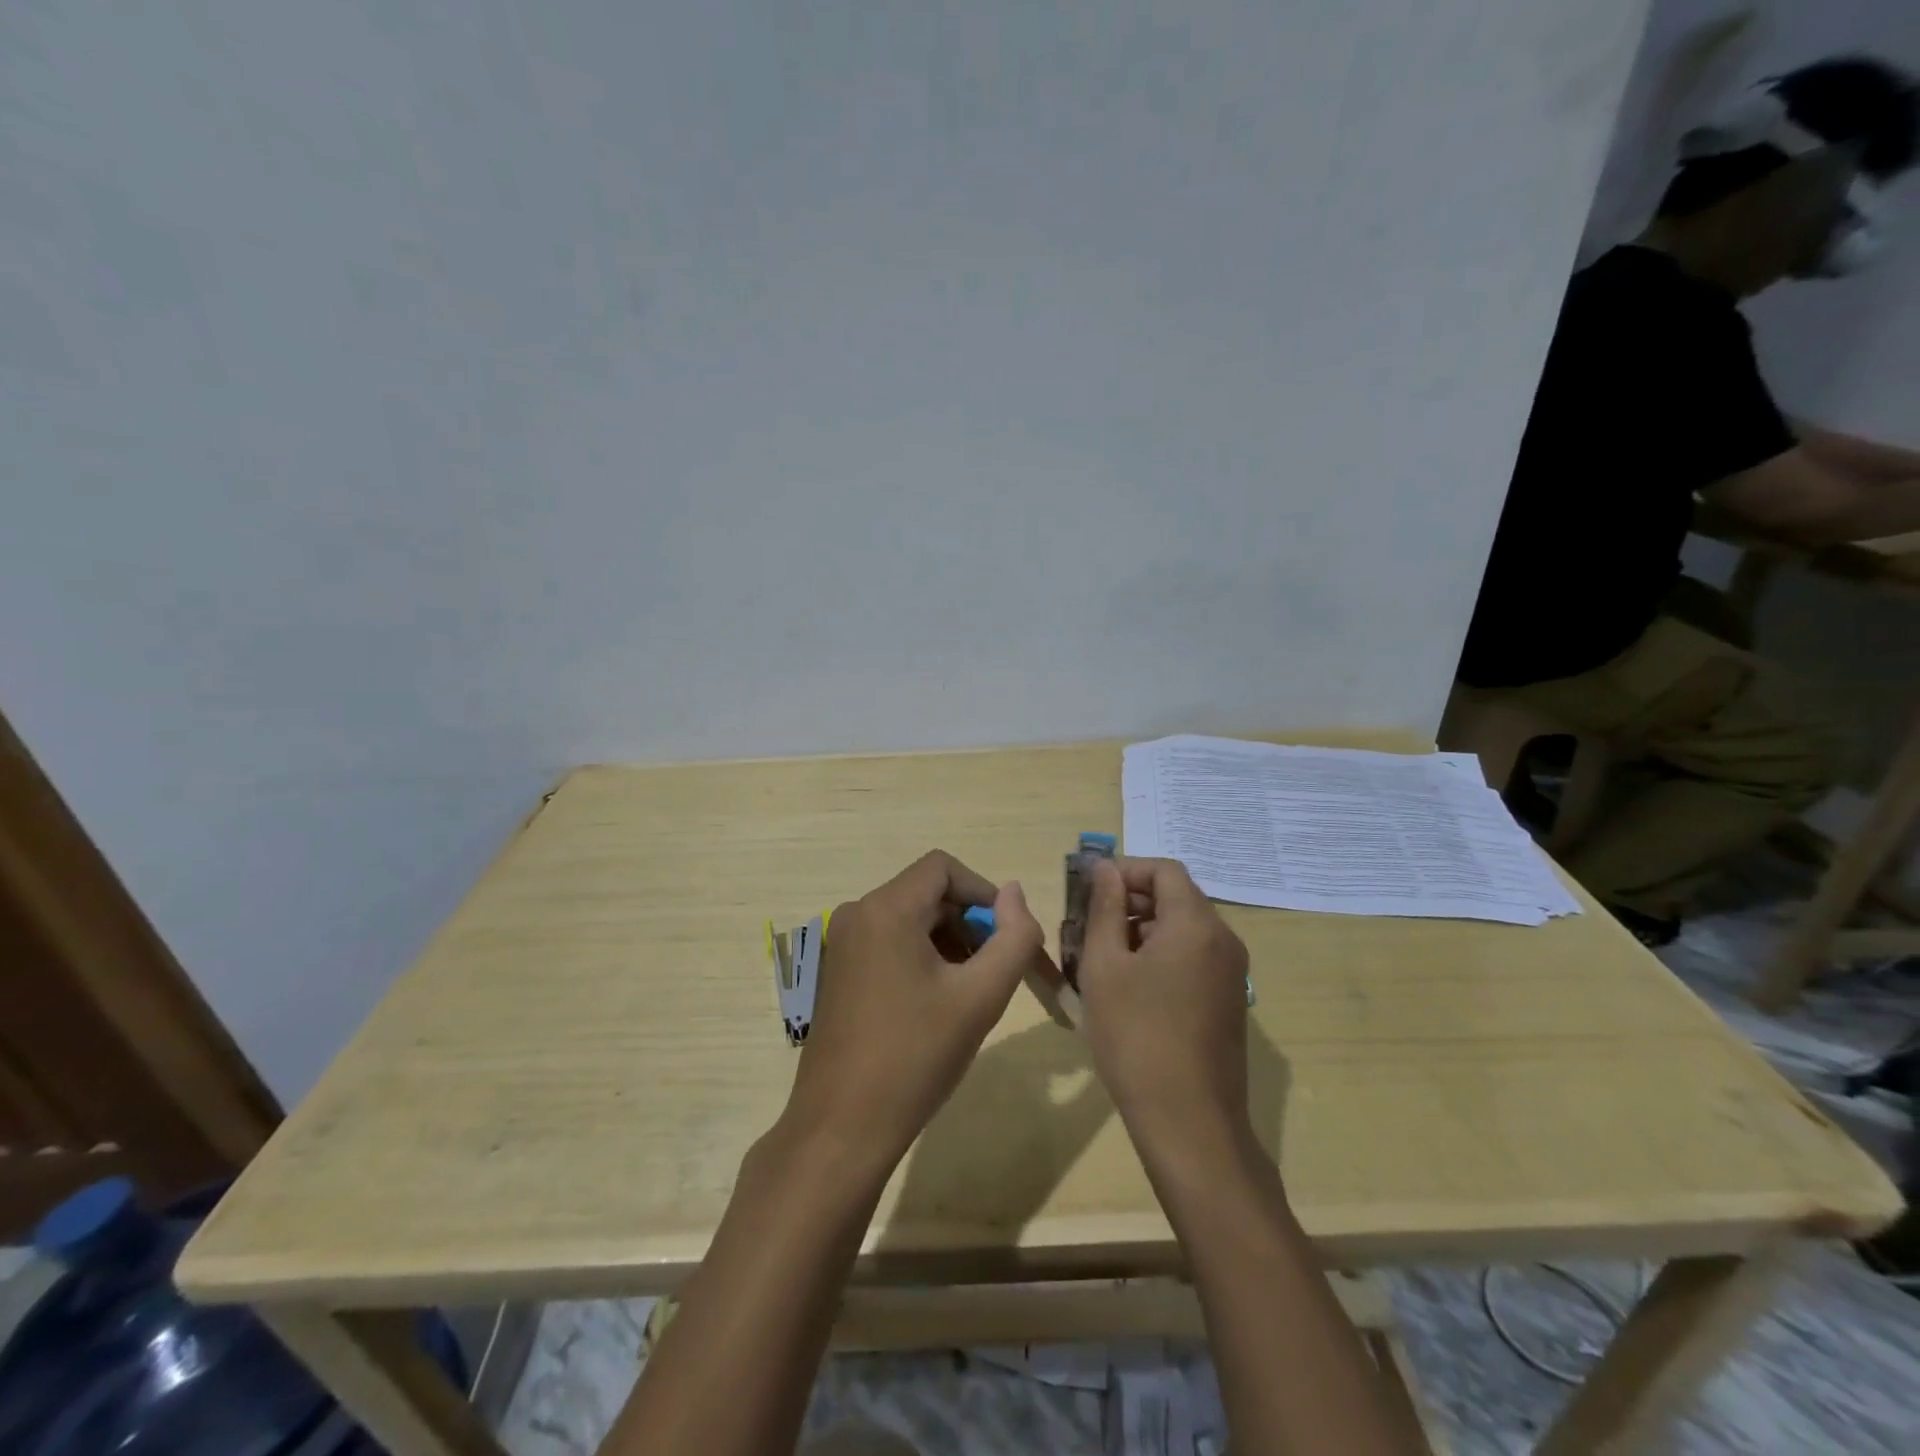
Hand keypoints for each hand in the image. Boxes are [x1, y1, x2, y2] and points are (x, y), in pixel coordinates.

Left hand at [784, 850, 1049, 1172]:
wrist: (841, 1129)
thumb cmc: (915, 1057)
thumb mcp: (979, 997)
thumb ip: (1012, 937)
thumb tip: (1014, 892)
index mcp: (885, 909)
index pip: (943, 868)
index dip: (984, 893)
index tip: (1008, 937)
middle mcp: (857, 915)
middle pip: (928, 894)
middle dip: (970, 924)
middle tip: (998, 973)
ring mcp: (842, 944)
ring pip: (911, 920)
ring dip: (949, 944)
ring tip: (971, 994)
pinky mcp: (839, 972)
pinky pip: (890, 943)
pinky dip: (922, 959)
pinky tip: (938, 1005)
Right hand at [1076, 857, 1251, 1160]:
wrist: (1189, 1123)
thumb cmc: (1136, 1037)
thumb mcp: (1105, 966)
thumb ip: (1104, 909)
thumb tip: (1105, 869)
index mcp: (1196, 924)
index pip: (1164, 869)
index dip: (1125, 870)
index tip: (1088, 888)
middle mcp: (1223, 940)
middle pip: (1176, 897)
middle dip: (1130, 900)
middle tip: (1087, 923)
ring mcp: (1231, 973)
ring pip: (1183, 928)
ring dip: (1142, 929)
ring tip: (1100, 957)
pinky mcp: (1227, 1000)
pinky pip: (1193, 957)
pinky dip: (1160, 954)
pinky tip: (1128, 986)